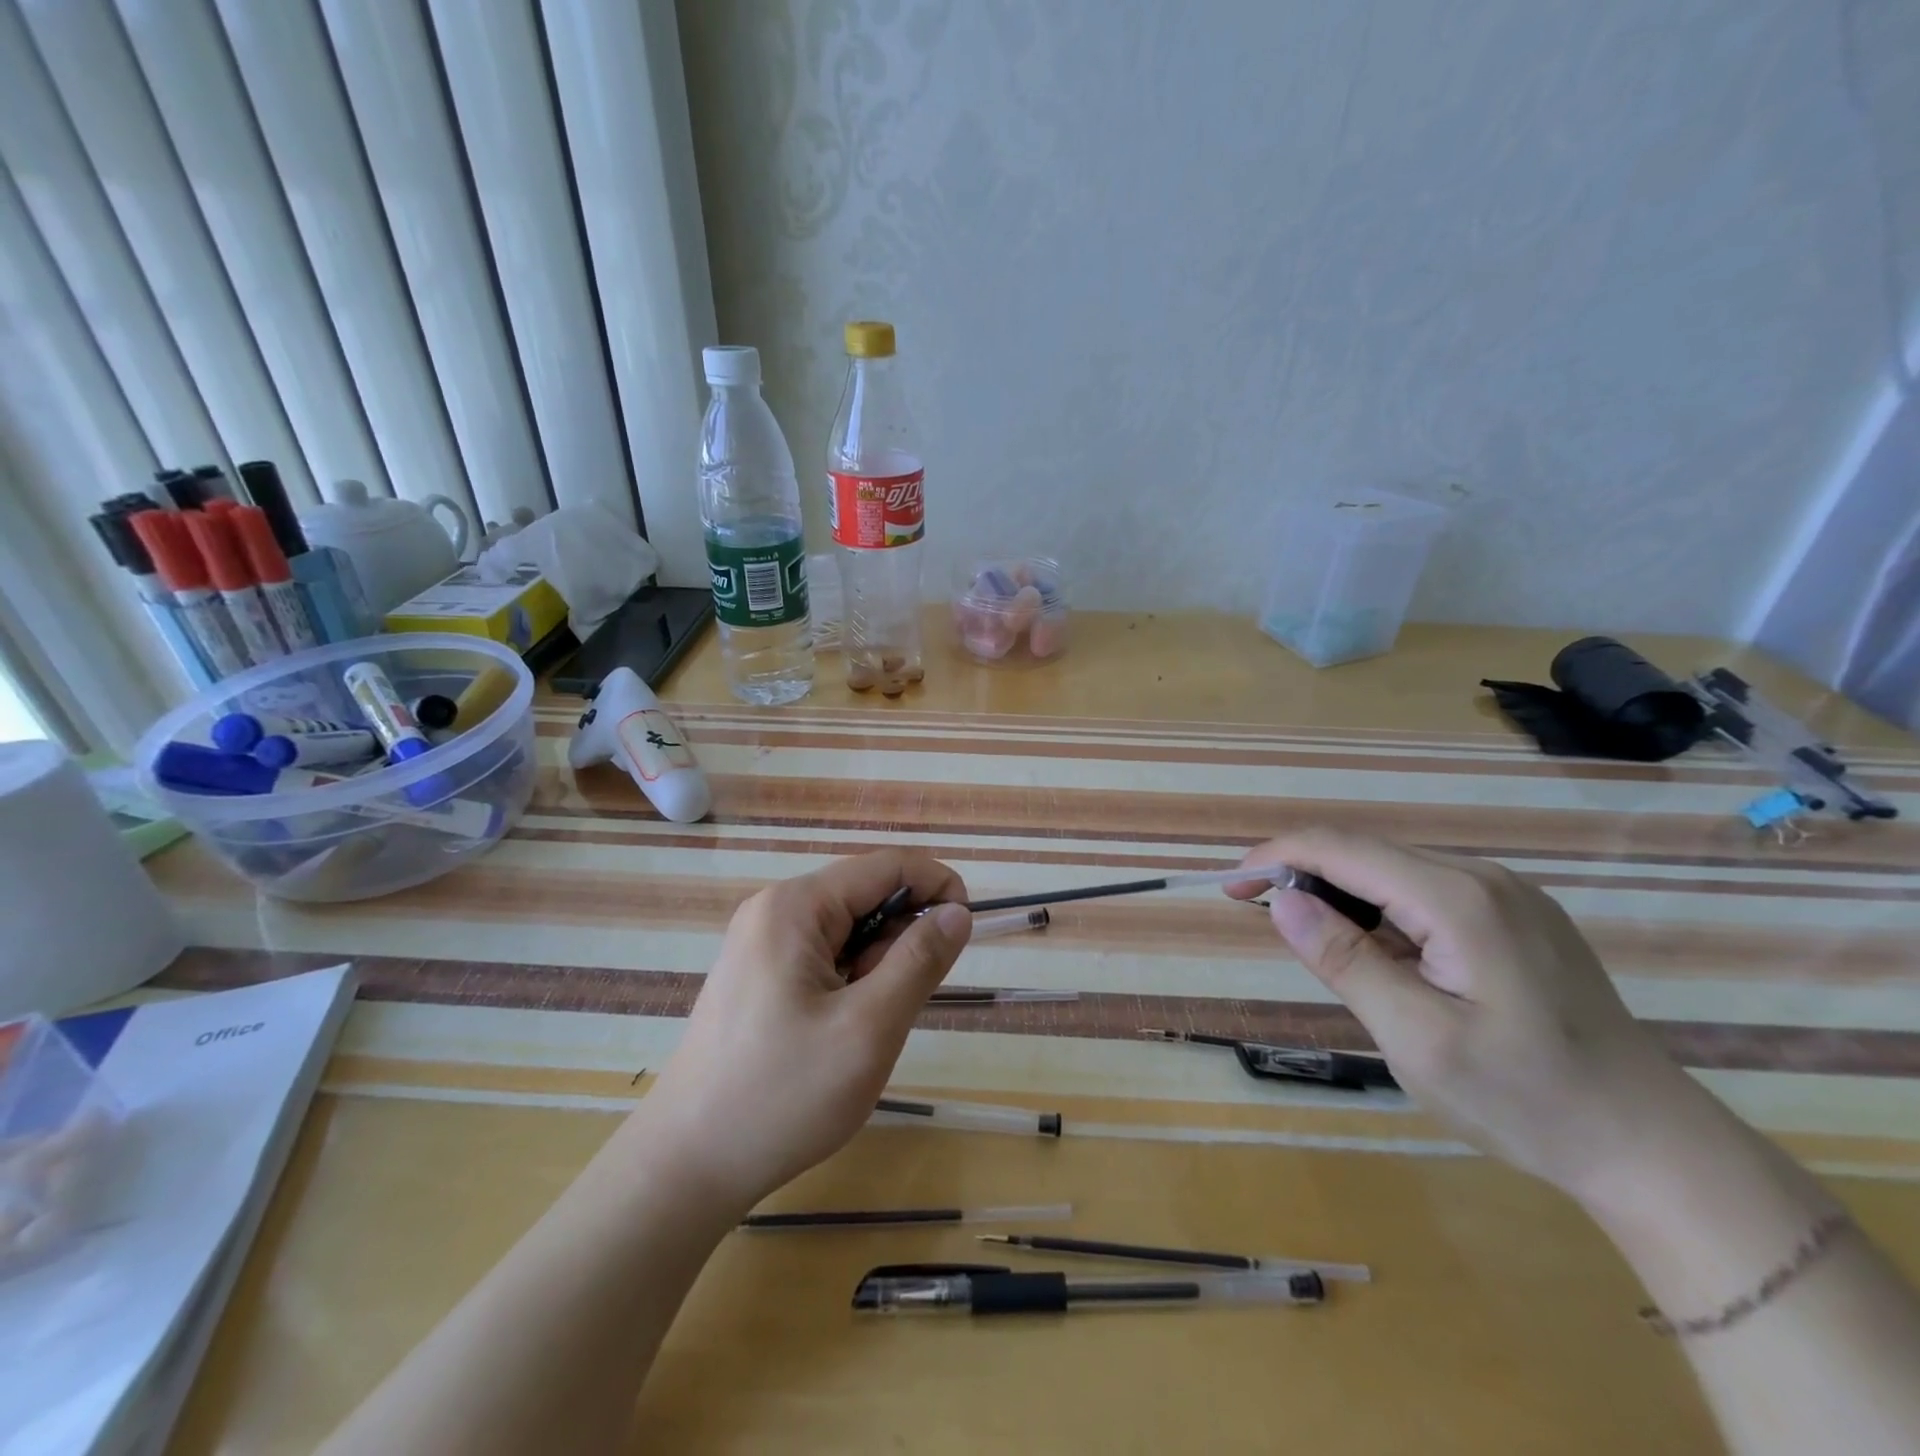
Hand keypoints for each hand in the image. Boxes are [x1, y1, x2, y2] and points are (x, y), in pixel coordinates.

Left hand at [643, 851, 972, 1213]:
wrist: (686, 1166)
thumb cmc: (782, 1095)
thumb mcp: (868, 1028)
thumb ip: (919, 961)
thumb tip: (958, 912)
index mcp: (795, 906)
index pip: (886, 866)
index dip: (936, 885)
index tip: (967, 930)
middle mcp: (774, 910)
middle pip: (865, 895)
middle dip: (901, 937)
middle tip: (901, 1003)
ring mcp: (760, 942)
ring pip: (847, 929)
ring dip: (876, 965)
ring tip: (864, 1027)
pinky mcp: (757, 974)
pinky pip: (823, 955)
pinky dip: (850, 981)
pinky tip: (839, 1030)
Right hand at [1228, 830, 1707, 1203]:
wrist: (1651, 1147)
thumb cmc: (1526, 1100)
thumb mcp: (1417, 1039)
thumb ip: (1345, 960)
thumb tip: (1281, 901)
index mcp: (1457, 899)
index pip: (1342, 848)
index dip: (1276, 857)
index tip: (1231, 888)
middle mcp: (1482, 878)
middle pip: (1366, 852)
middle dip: (1302, 874)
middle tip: (1259, 916)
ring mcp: (1506, 895)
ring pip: (1394, 871)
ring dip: (1340, 893)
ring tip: (1312, 941)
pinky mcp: (1515, 918)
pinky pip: (1425, 892)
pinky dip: (1379, 909)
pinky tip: (1375, 952)